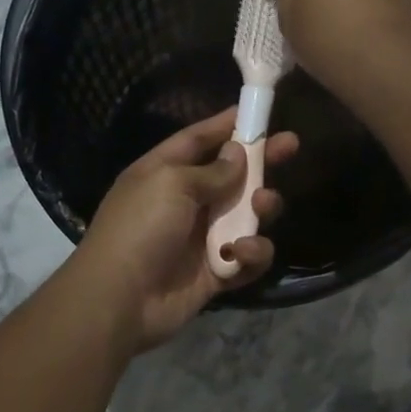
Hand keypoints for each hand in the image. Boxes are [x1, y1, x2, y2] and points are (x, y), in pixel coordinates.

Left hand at [74, 109, 297, 350]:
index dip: (226, 124)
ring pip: (247, 215)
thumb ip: (212, 170)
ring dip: (261, 208)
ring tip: (264, 206)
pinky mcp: (216, 272)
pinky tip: (242, 252)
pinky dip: (252, 253)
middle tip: (291, 146)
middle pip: (231, 175)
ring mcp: (201, 238)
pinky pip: (247, 257)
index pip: (198, 140)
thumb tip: (237, 153)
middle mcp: (184, 202)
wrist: (119, 301)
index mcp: (163, 173)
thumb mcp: (171, 184)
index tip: (257, 111)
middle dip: (261, 162)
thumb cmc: (140, 229)